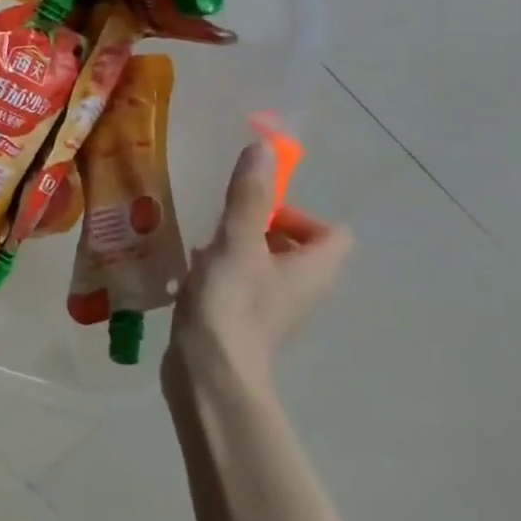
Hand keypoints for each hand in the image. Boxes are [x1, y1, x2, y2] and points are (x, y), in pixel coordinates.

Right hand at [165, 141, 352, 393]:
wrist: (209, 372)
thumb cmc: (232, 303)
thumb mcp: (237, 241)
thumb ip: (249, 196)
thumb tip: (263, 147)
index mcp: (314, 269)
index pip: (332, 232)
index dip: (299, 214)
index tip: (258, 211)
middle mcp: (302, 288)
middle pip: (295, 245)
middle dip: (259, 226)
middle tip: (224, 225)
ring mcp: (272, 307)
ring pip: (263, 263)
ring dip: (236, 248)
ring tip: (200, 244)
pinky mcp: (243, 320)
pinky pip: (239, 283)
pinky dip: (220, 272)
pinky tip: (189, 272)